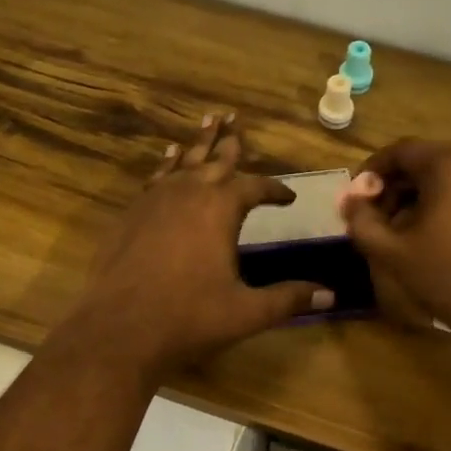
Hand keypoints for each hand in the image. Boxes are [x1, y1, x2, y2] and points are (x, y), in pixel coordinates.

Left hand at [64, 113, 333, 378]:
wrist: (120, 329)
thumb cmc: (189, 317)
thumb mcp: (247, 312)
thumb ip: (288, 299)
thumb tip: (330, 295)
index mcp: (220, 209)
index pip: (255, 187)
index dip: (274, 190)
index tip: (289, 196)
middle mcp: (187, 194)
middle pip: (214, 160)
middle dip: (229, 143)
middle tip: (235, 120)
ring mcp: (154, 201)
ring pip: (181, 162)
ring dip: (197, 144)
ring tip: (206, 122)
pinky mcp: (130, 215)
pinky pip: (155, 179)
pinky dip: (166, 165)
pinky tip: (167, 160)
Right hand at [340, 139, 450, 358]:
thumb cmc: (449, 278)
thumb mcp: (393, 252)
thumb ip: (362, 220)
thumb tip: (350, 200)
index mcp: (450, 164)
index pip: (401, 151)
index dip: (372, 171)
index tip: (357, 198)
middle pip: (427, 161)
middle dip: (397, 186)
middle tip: (379, 219)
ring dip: (423, 196)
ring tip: (406, 231)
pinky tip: (439, 234)